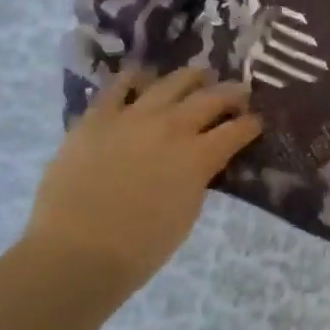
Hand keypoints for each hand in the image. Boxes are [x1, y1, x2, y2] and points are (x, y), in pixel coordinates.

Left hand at [21, 65, 262, 292]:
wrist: (74, 254)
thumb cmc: (138, 248)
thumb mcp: (186, 213)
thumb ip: (198, 177)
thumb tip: (202, 160)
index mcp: (198, 156)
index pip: (237, 130)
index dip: (251, 124)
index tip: (256, 121)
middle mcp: (172, 127)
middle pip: (211, 97)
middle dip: (232, 93)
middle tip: (239, 92)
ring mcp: (134, 116)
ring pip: (172, 81)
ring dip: (192, 77)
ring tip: (199, 76)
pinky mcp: (98, 117)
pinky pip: (119, 85)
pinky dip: (135, 79)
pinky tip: (142, 79)